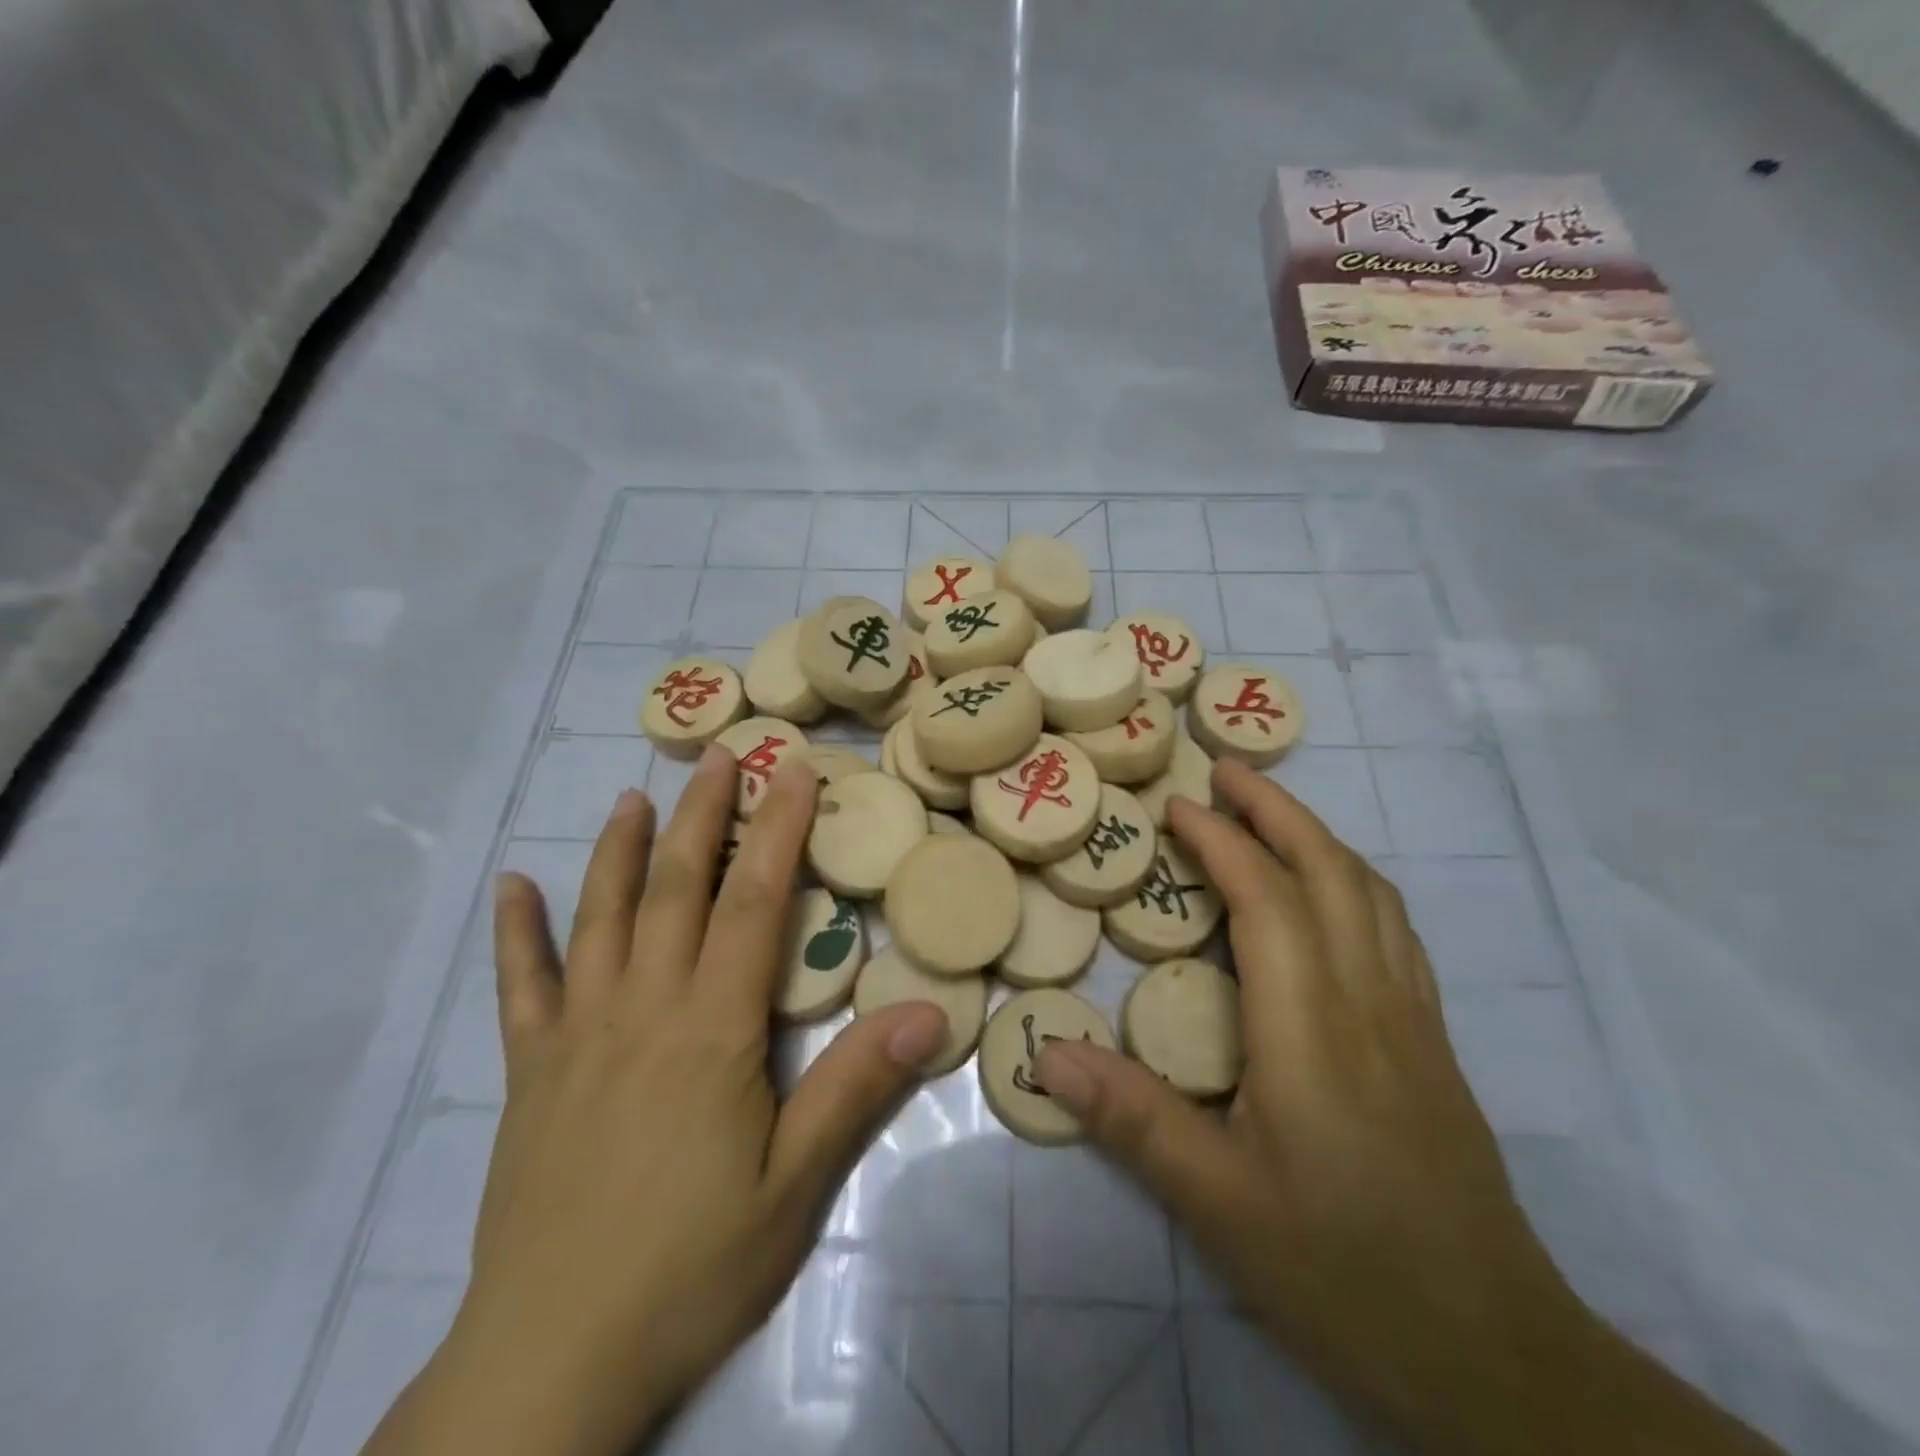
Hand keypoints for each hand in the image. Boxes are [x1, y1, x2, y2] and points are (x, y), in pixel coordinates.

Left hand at [365, 747, 948, 1455]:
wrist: (551, 1362)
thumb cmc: (692, 1266)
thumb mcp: (795, 1185)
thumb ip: (856, 1088)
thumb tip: (929, 1011)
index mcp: (712, 1029)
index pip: (754, 903)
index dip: (777, 831)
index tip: (793, 773)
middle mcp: (642, 1009)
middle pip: (677, 889)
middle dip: (704, 814)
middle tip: (721, 755)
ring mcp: (576, 1035)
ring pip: (600, 918)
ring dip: (619, 850)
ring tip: (633, 796)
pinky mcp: (530, 1072)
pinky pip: (521, 985)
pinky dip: (518, 931)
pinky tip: (512, 886)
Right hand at [1033, 759, 1780, 1455]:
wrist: (1498, 1358)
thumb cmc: (1346, 1274)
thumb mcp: (1220, 1205)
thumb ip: (1132, 1120)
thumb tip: (1046, 1051)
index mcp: (1313, 1031)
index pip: (1268, 901)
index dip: (1223, 842)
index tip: (1176, 806)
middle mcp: (1370, 1004)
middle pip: (1332, 874)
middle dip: (1277, 810)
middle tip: (1225, 770)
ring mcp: (1412, 1020)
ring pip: (1372, 895)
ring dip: (1318, 836)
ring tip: (1270, 812)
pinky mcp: (1432, 1044)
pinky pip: (1392, 930)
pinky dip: (1352, 881)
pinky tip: (1329, 893)